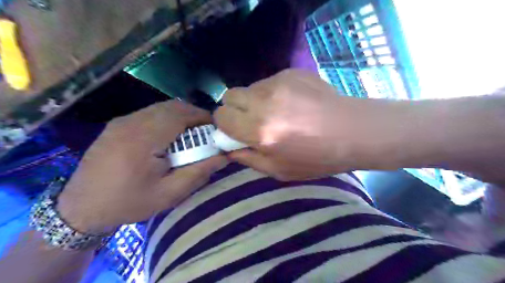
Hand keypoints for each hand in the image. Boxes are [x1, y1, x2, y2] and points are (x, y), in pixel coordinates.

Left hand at [57, 101, 226, 232]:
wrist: (81, 208)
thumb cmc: (129, 203)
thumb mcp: (169, 193)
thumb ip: (199, 172)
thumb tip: (224, 157)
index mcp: (143, 139)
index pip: (180, 114)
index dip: (203, 117)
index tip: (216, 129)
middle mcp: (131, 123)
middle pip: (172, 106)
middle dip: (195, 115)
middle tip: (207, 133)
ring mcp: (122, 121)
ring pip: (161, 108)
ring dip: (181, 116)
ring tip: (192, 135)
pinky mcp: (117, 124)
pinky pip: (150, 113)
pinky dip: (167, 119)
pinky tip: (170, 136)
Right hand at [213, 68, 398, 179]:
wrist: (353, 132)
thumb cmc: (317, 158)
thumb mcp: (279, 171)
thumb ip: (248, 159)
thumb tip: (228, 148)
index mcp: (260, 130)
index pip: (221, 116)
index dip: (225, 124)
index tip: (236, 131)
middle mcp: (265, 102)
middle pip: (229, 96)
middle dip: (235, 109)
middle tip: (253, 121)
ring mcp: (279, 82)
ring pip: (249, 88)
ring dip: (254, 101)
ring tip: (277, 112)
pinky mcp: (292, 72)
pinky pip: (269, 82)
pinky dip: (272, 93)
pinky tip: (292, 103)